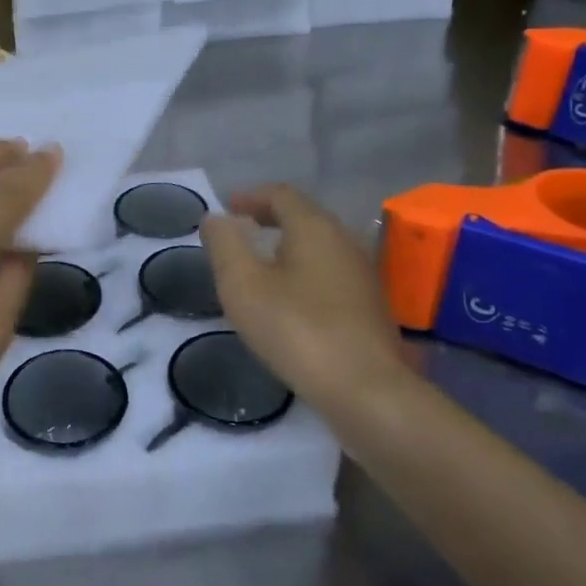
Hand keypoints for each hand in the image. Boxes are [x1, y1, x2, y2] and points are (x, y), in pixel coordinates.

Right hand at [200, 185, 405, 412]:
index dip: (250, 197)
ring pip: (319, 245)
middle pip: (303, 216)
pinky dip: (303, 270)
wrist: (366, 390)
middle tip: (239, 232)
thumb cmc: (297, 329)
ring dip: (287, 246)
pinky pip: (329, 271)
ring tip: (259, 264)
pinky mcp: (370, 305)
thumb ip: (225, 244)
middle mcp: (344, 240)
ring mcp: (362, 273)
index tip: (226, 208)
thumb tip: (216, 218)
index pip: (281, 194)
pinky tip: (290, 298)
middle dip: (269, 218)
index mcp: (314, 226)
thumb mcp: (243, 285)